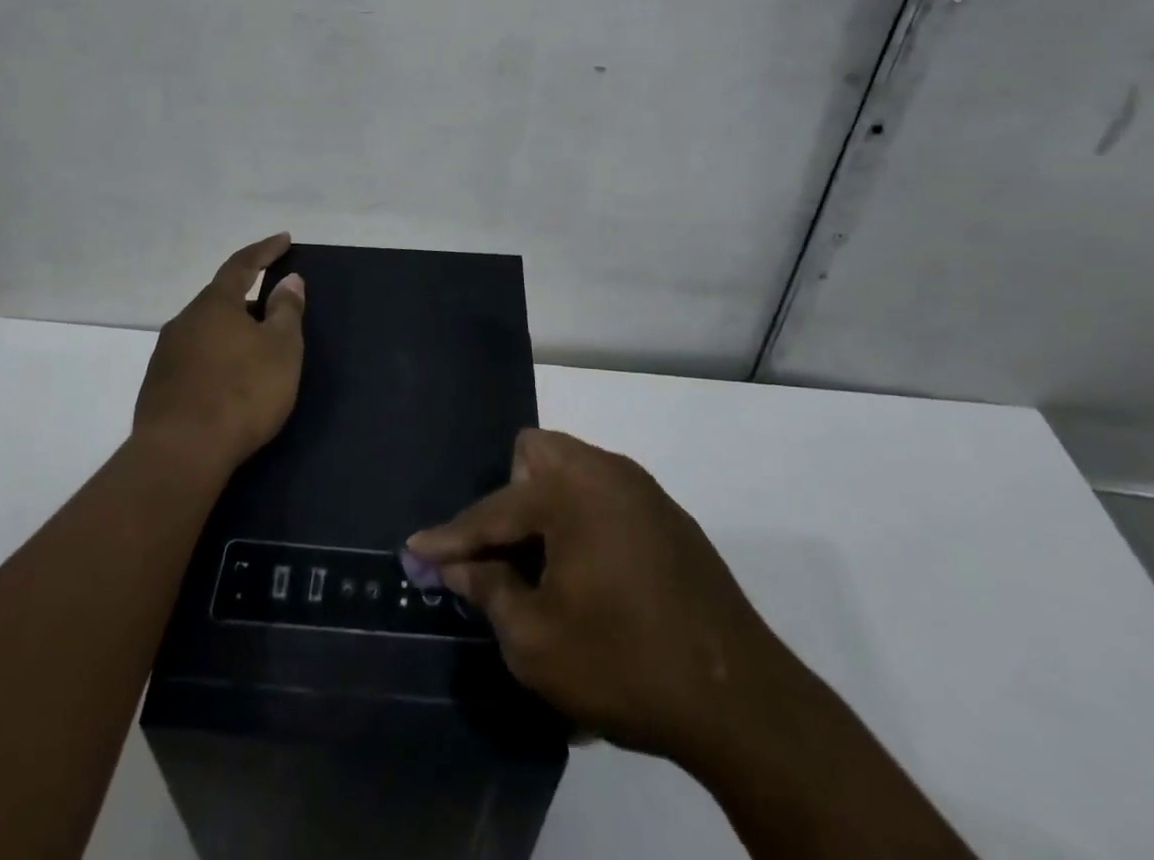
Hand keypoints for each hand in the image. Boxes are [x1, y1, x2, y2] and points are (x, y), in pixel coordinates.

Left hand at [134, 233, 305, 476]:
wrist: (181, 453)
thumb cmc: (241, 392)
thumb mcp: (281, 349)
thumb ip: (286, 311)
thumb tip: (290, 280)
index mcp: (215, 305)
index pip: (241, 265)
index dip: (264, 250)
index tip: (284, 239)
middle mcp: (185, 321)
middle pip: (220, 299)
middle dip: (248, 298)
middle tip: (274, 309)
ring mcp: (166, 355)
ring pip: (205, 330)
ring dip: (231, 332)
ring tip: (254, 349)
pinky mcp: (158, 387)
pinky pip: (194, 359)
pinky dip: (216, 359)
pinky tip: (228, 381)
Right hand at [408, 429, 784, 765]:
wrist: (738, 698)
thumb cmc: (623, 663)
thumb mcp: (536, 642)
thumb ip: (490, 592)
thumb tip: (459, 567)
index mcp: (569, 490)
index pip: (492, 511)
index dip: (449, 538)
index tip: (415, 551)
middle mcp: (604, 471)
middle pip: (536, 454)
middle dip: (510, 498)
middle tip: (508, 554)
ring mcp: (642, 490)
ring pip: (574, 470)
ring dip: (548, 508)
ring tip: (546, 569)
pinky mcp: (669, 516)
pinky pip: (606, 496)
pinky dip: (584, 522)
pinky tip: (593, 578)